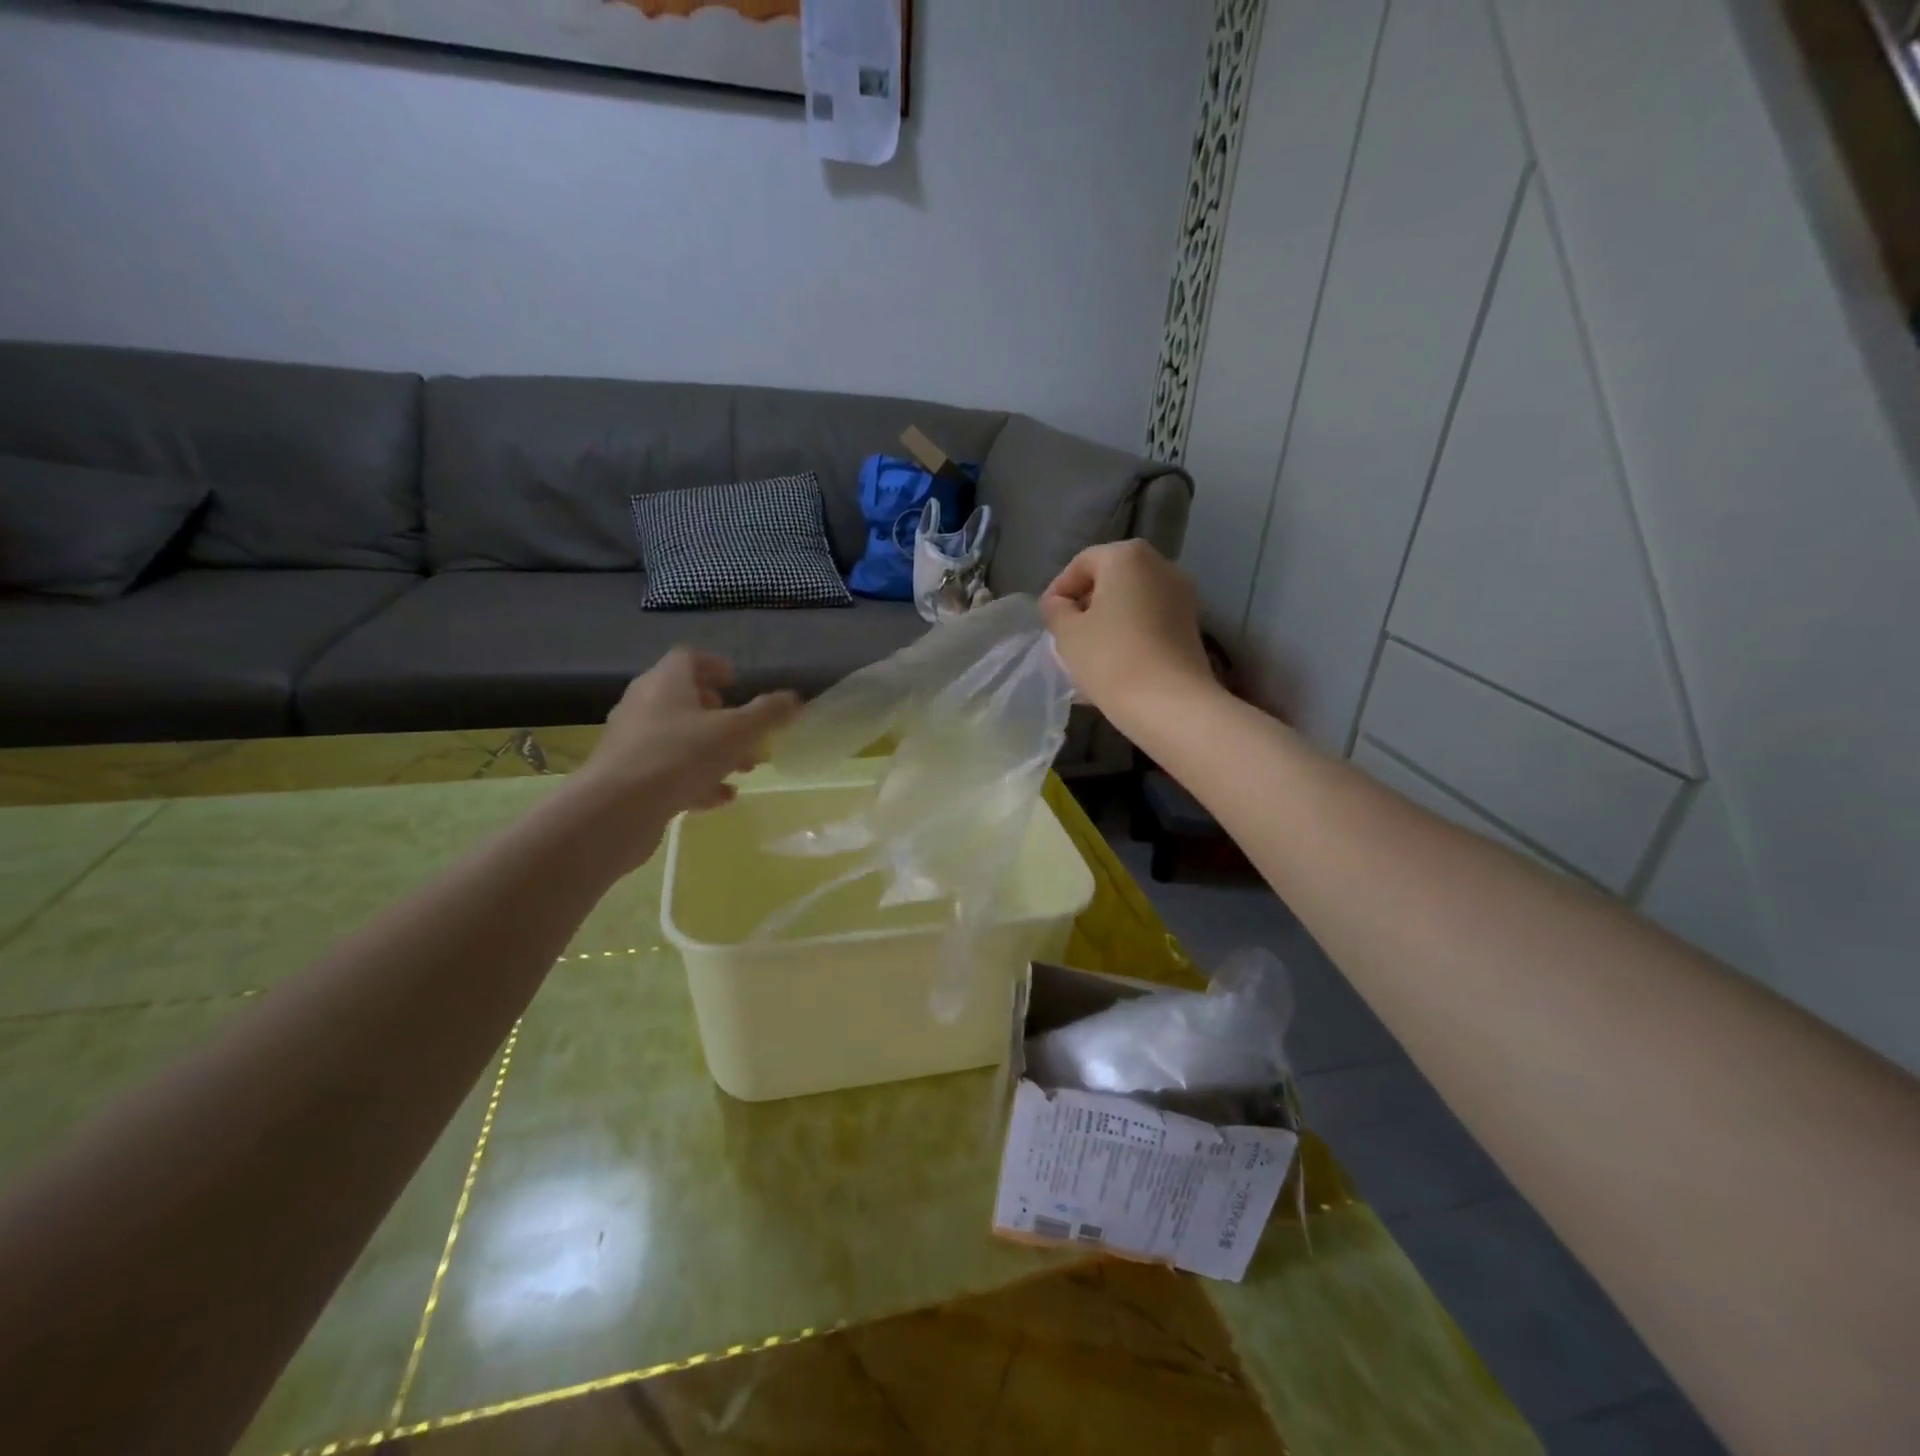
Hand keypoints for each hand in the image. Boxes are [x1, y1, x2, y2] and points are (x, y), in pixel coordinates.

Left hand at [569, 648, 800, 868]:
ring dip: (713, 750)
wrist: (614, 811)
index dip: (714, 666)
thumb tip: (794, 698)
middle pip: (684, 699)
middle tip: (746, 729)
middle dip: (721, 715)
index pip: (688, 659)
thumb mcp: (736, 732)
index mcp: (666, 683)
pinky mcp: (628, 777)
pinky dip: (697, 778)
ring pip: (679, 738)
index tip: (736, 681)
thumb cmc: (679, 756)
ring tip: (744, 768)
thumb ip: (767, 714)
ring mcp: (632, 743)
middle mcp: (644, 705)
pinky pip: (668, 770)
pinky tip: (721, 797)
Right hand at [1040, 541, 1216, 733]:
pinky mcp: (1191, 627)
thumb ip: (1056, 610)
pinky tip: (1113, 665)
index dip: (1059, 590)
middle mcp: (1161, 566)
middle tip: (1066, 636)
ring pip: (1132, 603)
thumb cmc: (1110, 658)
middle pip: (1111, 580)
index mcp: (1128, 556)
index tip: (1047, 620)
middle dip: (1086, 606)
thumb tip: (1059, 605)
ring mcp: (1182, 596)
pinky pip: (1150, 622)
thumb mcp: (1067, 632)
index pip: (1082, 564)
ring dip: (1107, 623)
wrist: (1169, 703)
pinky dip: (1129, 635)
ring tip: (1088, 655)